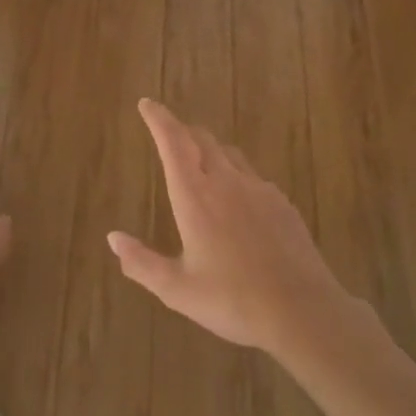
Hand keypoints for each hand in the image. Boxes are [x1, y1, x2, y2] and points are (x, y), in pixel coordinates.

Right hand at [109, 98, 349, 355]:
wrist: (302, 311)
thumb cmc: (232, 300)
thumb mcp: (176, 289)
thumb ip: (141, 263)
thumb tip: (113, 238)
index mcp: (195, 197)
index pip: (173, 143)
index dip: (159, 119)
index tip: (147, 104)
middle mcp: (227, 183)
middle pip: (202, 140)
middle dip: (182, 131)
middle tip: (169, 133)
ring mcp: (259, 190)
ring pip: (230, 155)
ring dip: (210, 150)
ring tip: (200, 161)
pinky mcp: (283, 204)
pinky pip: (253, 177)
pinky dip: (236, 175)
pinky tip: (238, 201)